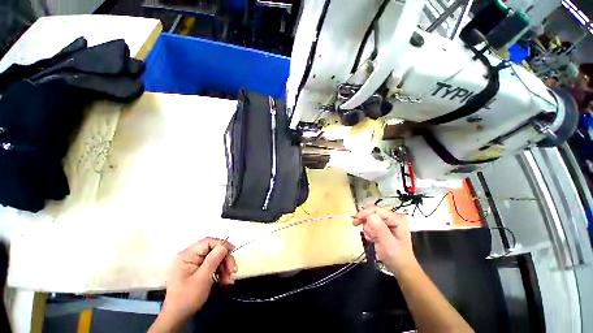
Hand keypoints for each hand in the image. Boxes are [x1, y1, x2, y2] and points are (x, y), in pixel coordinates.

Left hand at [150, 238, 236, 331]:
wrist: (177, 317)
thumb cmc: (187, 297)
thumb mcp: (202, 278)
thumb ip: (214, 259)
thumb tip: (224, 245)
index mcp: (187, 255)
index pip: (208, 242)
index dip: (222, 244)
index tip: (233, 251)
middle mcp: (190, 256)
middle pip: (214, 250)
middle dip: (225, 260)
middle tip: (233, 271)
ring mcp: (194, 263)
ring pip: (215, 258)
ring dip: (224, 267)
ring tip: (229, 280)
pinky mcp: (197, 270)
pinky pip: (213, 266)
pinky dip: (220, 272)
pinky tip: (224, 281)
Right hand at [353, 206, 416, 274]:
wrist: (400, 269)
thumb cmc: (396, 257)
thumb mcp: (388, 244)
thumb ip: (379, 229)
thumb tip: (369, 215)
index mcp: (397, 219)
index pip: (377, 210)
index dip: (365, 213)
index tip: (356, 220)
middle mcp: (392, 218)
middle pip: (372, 212)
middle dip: (365, 220)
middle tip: (355, 224)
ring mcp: (387, 222)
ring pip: (370, 218)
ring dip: (367, 228)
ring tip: (370, 238)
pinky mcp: (383, 227)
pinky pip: (370, 224)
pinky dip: (368, 231)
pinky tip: (371, 238)